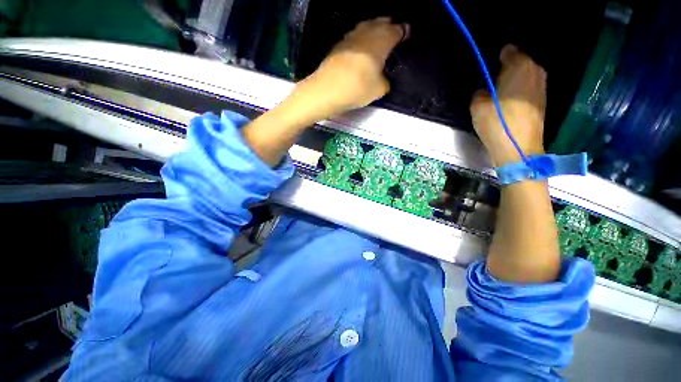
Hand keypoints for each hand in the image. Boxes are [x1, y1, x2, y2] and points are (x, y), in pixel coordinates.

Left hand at [293, 17, 407, 118]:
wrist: (328, 89)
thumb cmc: (358, 87)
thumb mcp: (380, 89)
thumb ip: (385, 81)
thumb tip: (382, 79)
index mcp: (383, 39)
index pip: (398, 30)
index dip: (404, 33)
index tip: (406, 36)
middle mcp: (367, 32)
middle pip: (381, 22)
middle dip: (388, 26)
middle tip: (392, 34)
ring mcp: (351, 36)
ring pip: (366, 27)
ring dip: (373, 31)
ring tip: (376, 40)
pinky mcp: (339, 44)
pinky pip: (354, 37)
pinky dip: (360, 41)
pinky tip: (359, 50)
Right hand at [470, 45, 546, 166]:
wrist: (519, 147)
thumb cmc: (497, 122)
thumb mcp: (477, 106)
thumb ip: (479, 92)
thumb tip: (485, 91)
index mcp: (519, 66)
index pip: (508, 50)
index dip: (495, 60)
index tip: (487, 72)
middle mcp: (535, 70)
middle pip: (519, 61)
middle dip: (505, 69)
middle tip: (491, 85)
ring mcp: (542, 85)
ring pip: (525, 75)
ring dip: (513, 81)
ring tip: (499, 95)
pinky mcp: (543, 99)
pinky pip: (528, 87)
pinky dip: (519, 91)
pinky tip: (510, 104)